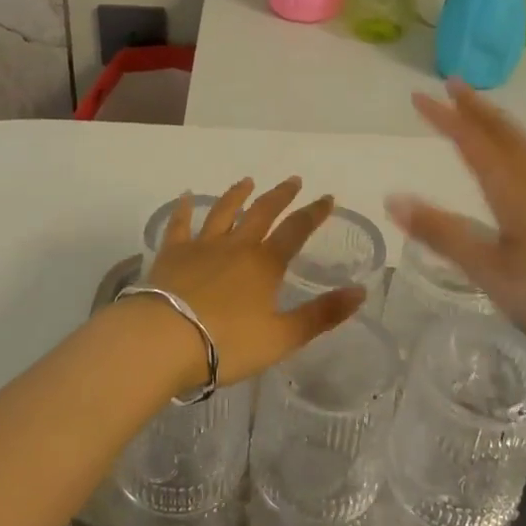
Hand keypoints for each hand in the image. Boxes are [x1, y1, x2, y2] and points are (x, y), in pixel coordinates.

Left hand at [132, 178, 365, 388]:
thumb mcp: (282, 337)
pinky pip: (180, 224)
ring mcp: (202, 246)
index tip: (327, 198)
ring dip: (238, 194)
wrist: (165, 340)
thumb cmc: (227, 344)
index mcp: (265, 264)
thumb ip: (322, 315)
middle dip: (281, 195)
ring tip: (247, 182)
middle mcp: (236, 246)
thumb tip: (361, 291)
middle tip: (293, 181)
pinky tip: (186, 196)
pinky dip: (184, 208)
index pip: (296, 230)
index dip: (313, 213)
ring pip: (223, 212)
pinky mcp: (172, 254)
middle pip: (262, 213)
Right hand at [385, 81, 525, 363]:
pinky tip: (516, 163)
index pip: (472, 143)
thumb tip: (394, 198)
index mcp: (513, 191)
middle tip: (452, 84)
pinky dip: (513, 144)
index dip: (445, 118)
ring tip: (479, 110)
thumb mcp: (492, 272)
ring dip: (495, 122)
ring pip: (521, 146)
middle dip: (475, 107)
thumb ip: (444, 235)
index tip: (418, 96)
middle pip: (503, 133)